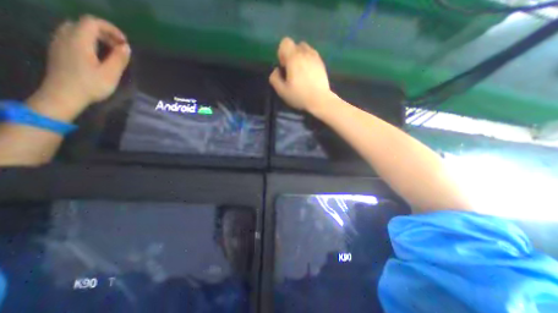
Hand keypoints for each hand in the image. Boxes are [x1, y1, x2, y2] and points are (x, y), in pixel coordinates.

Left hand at [30, 15, 130, 120]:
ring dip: (95, 36)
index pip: (92, 22)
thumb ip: (119, 58)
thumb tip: (126, 47)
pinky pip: (71, 37)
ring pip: (76, 29)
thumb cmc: (91, 85)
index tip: (125, 42)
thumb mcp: (111, 73)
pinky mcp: (58, 51)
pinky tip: (96, 54)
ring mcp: (59, 43)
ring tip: (109, 50)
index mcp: (79, 40)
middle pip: (83, 24)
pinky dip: (86, 40)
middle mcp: (65, 37)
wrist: (64, 95)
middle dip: (104, 32)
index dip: (111, 29)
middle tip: (119, 47)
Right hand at [270, 37, 329, 111]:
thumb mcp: (282, 91)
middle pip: (296, 45)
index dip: (282, 53)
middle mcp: (305, 53)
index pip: (285, 42)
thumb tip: (276, 70)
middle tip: (292, 70)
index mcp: (294, 58)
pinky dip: (308, 61)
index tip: (284, 66)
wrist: (320, 100)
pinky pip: (313, 56)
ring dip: (301, 57)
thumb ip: (274, 78)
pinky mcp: (322, 63)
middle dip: (291, 55)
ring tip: (301, 72)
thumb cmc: (299, 96)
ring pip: (305, 49)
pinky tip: (309, 74)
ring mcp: (315, 57)